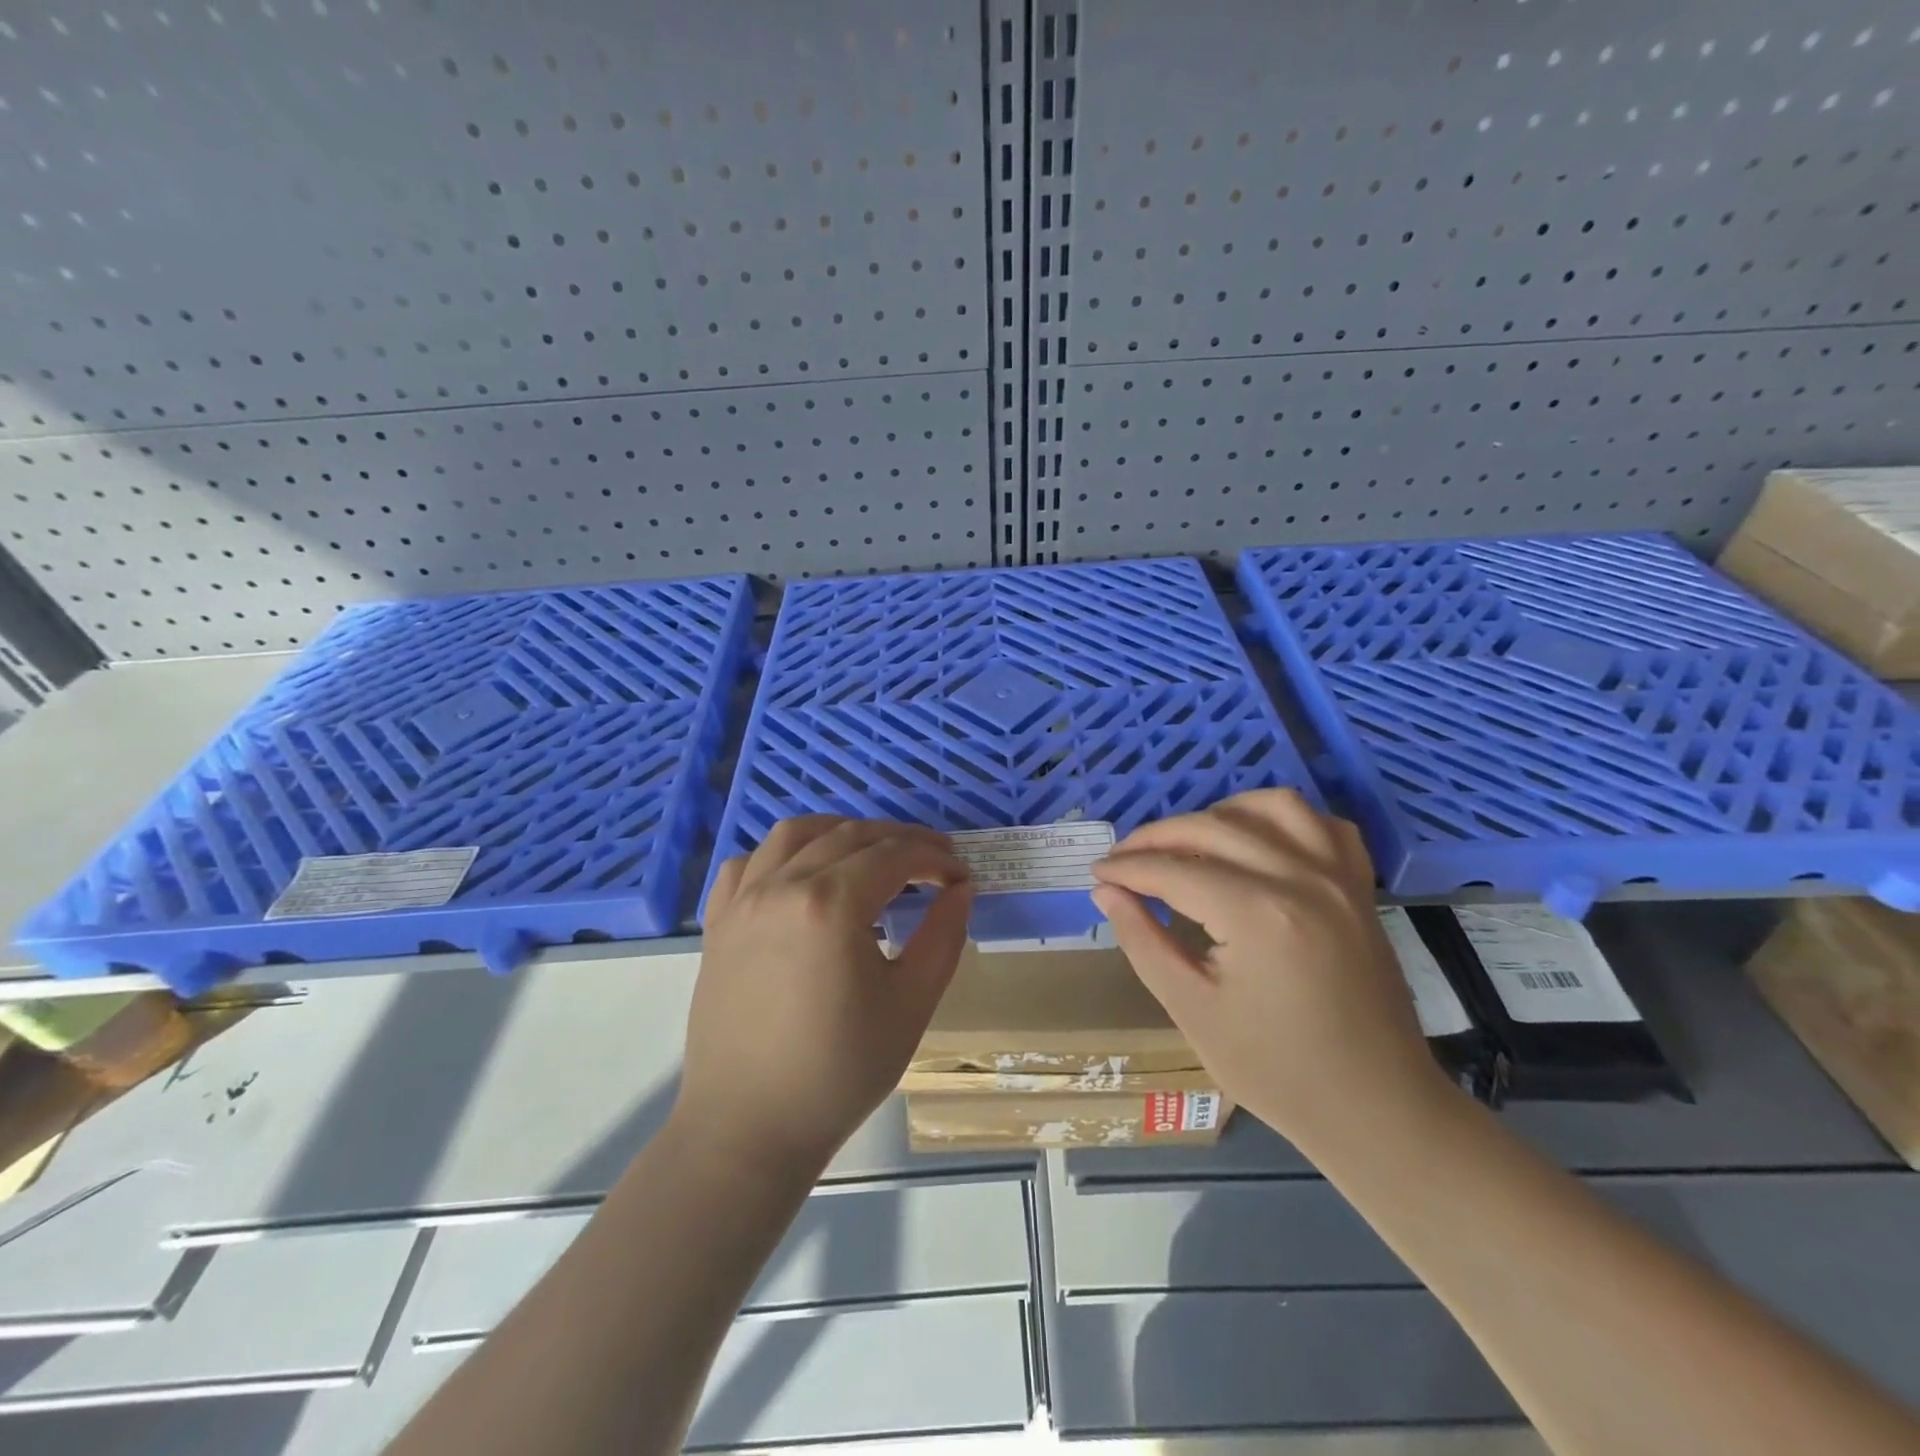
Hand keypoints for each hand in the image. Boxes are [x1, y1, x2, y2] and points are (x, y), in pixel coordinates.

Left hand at [676, 816, 973, 1174]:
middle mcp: (782, 885)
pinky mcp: (718, 922)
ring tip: (871, 853)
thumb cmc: (839, 1072)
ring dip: (841, 831)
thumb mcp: (910, 1005)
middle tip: (933, 862)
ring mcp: (743, 900)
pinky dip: (782, 854)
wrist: (748, 1127)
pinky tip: (802, 876)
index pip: (894, 855)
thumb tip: (960, 889)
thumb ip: (943, 937)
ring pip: (795, 834)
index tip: (960, 876)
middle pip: (850, 835)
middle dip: (899, 840)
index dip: (935, 858)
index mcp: (831, 904)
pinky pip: (749, 863)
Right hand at [1090, 789, 1442, 1151]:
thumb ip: (1143, 941)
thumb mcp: (1192, 1011)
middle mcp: (1300, 879)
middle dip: (1156, 837)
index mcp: (1257, 915)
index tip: (1096, 874)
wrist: (1376, 1110)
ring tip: (1189, 841)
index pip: (1172, 870)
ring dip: (1221, 813)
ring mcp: (1338, 878)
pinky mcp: (1360, 889)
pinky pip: (1324, 826)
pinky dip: (1285, 820)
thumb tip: (1106, 892)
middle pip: (1212, 827)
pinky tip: (1259, 841)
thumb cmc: (1276, 1071)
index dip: (1126, 869)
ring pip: (1273, 807)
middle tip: (1122, 859)